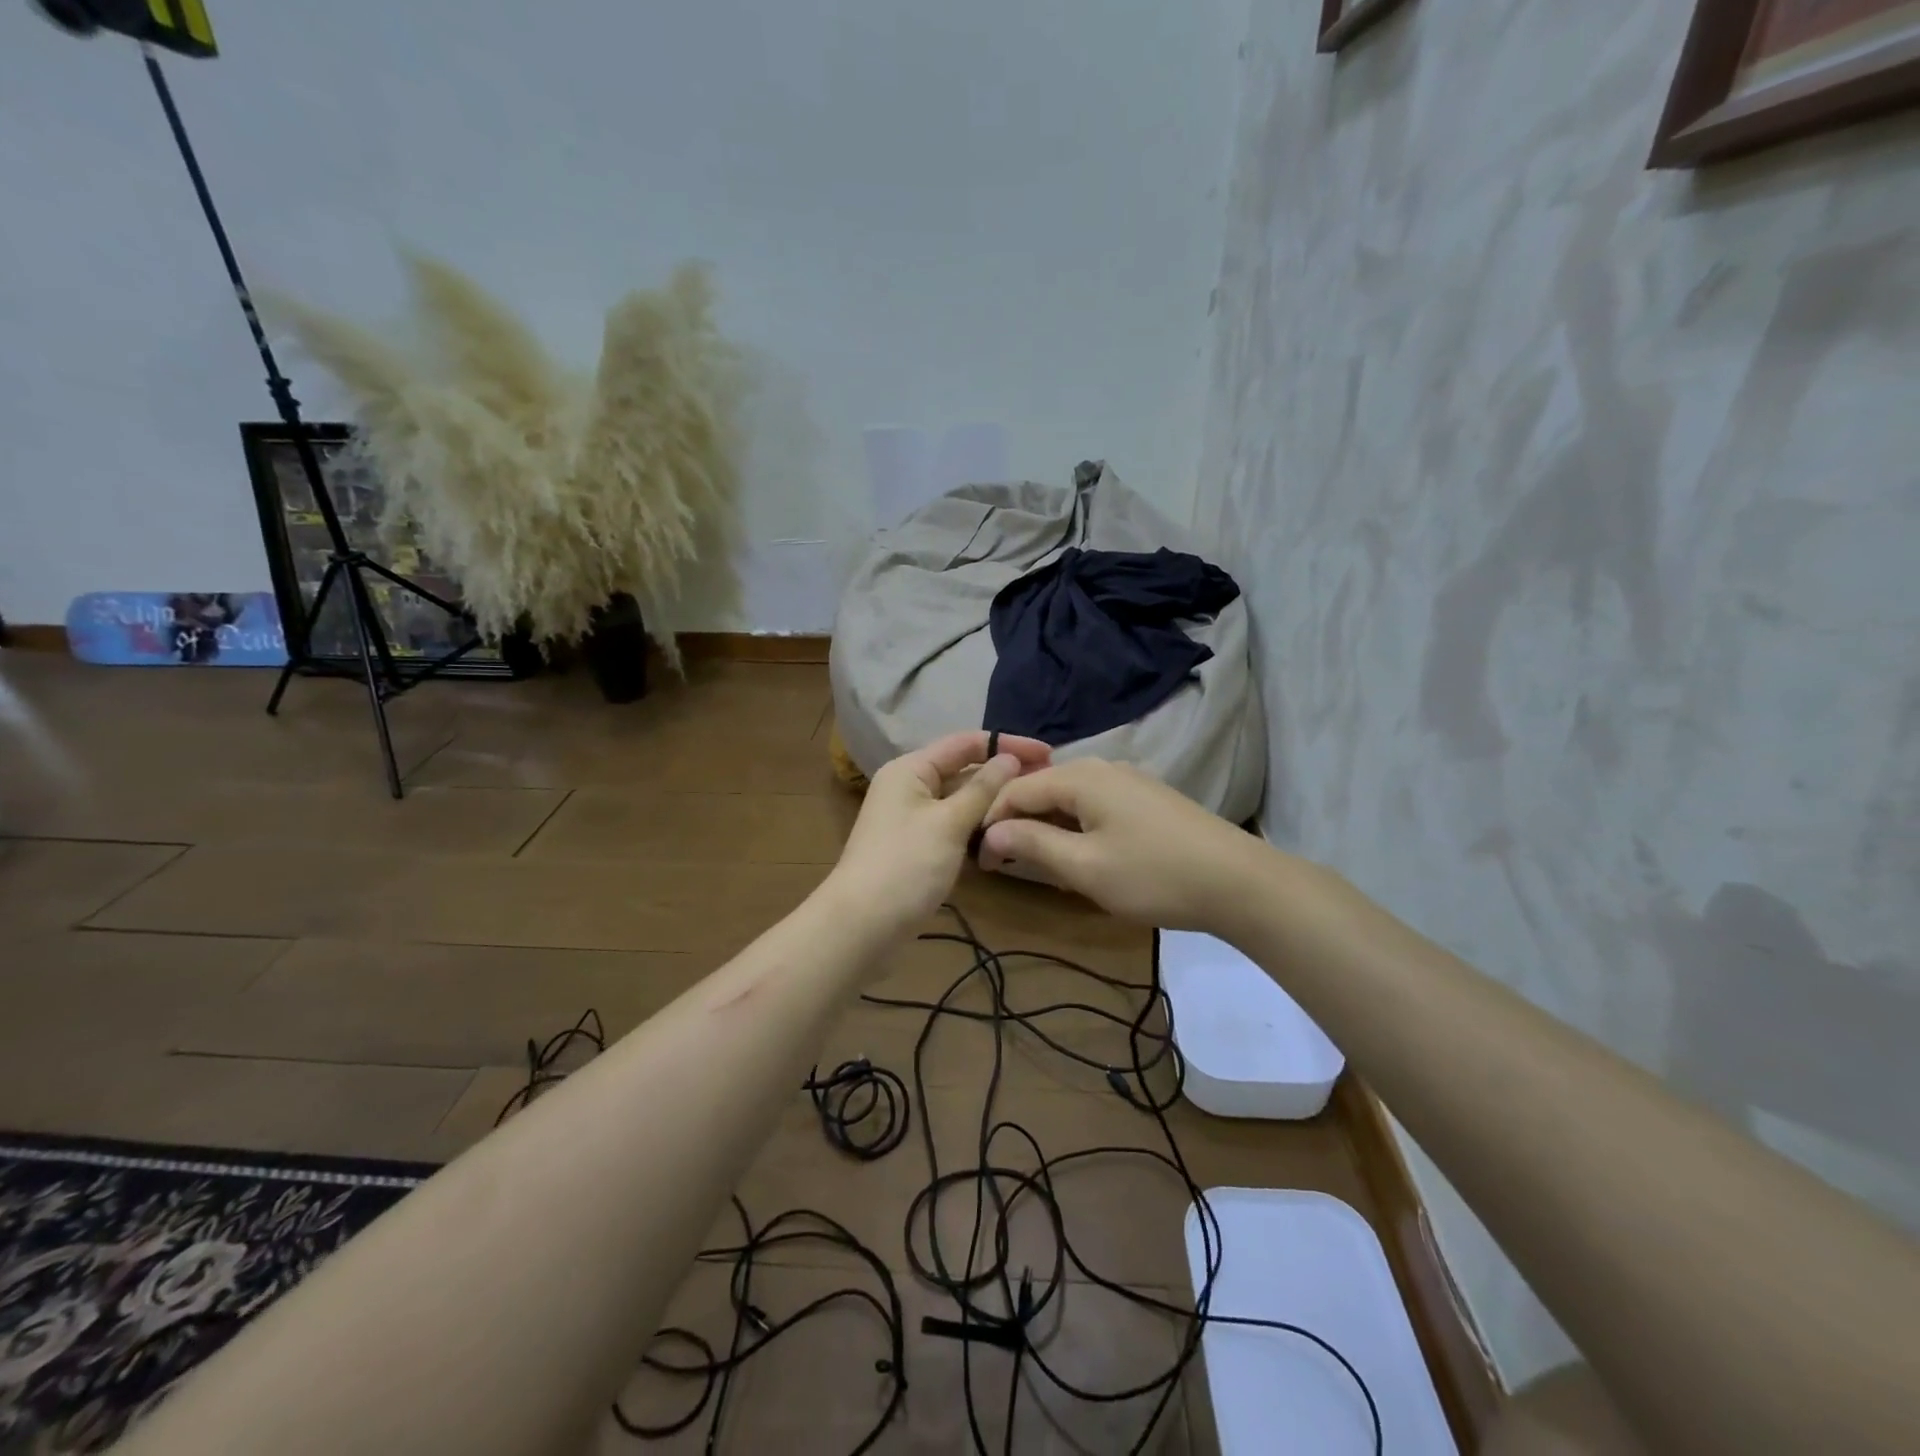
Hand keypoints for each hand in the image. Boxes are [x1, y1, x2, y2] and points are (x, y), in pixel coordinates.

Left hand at [829, 730, 1051, 933]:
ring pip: (961, 801)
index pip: (965, 743)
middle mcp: (910, 787)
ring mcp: (913, 819)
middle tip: (1048, 783)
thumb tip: (1010, 759)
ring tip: (1035, 808)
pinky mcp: (918, 847)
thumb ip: (982, 789)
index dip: (1006, 744)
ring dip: (993, 803)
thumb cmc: (905, 866)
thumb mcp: (948, 823)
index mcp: (911, 770)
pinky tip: (1007, 835)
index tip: (1047, 754)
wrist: (862, 927)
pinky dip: (978, 828)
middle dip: (1003, 775)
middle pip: (963, 770)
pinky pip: (954, 826)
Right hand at [977, 758, 1270, 931]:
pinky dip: (1073, 826)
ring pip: (1067, 797)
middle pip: (1041, 788)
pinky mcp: (1145, 798)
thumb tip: (990, 832)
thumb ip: (1032, 844)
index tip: (980, 860)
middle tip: (1004, 863)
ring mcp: (1127, 780)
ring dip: (1045, 826)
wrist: (1238, 882)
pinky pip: (1093, 804)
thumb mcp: (1084, 867)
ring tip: (1036, 862)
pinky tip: (1078, 854)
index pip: (1015, 789)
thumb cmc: (1153, 875)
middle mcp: (1100, 767)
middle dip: (1016, 822)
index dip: (991, 821)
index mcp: (1079, 777)